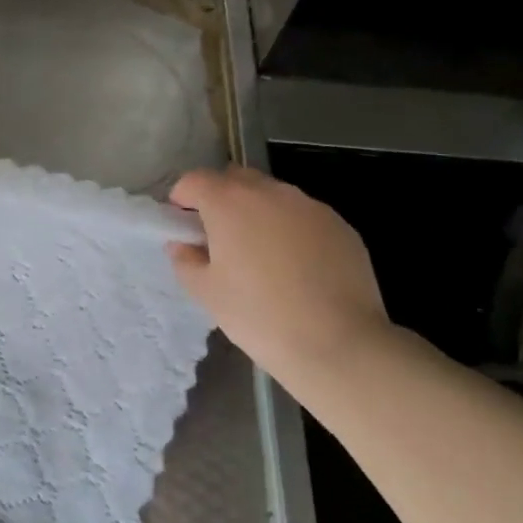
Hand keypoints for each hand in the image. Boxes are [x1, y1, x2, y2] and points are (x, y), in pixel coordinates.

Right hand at [168, 166, 396, 387]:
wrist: (338, 343)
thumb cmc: (259, 316)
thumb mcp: (207, 293)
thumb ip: (186, 260)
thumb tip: (183, 244)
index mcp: (230, 202)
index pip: (195, 180)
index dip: (182, 199)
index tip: (183, 226)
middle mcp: (270, 192)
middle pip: (235, 179)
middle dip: (221, 199)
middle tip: (220, 239)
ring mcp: (310, 205)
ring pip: (273, 196)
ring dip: (258, 213)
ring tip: (262, 257)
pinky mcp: (340, 224)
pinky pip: (304, 216)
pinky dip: (291, 230)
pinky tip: (297, 268)